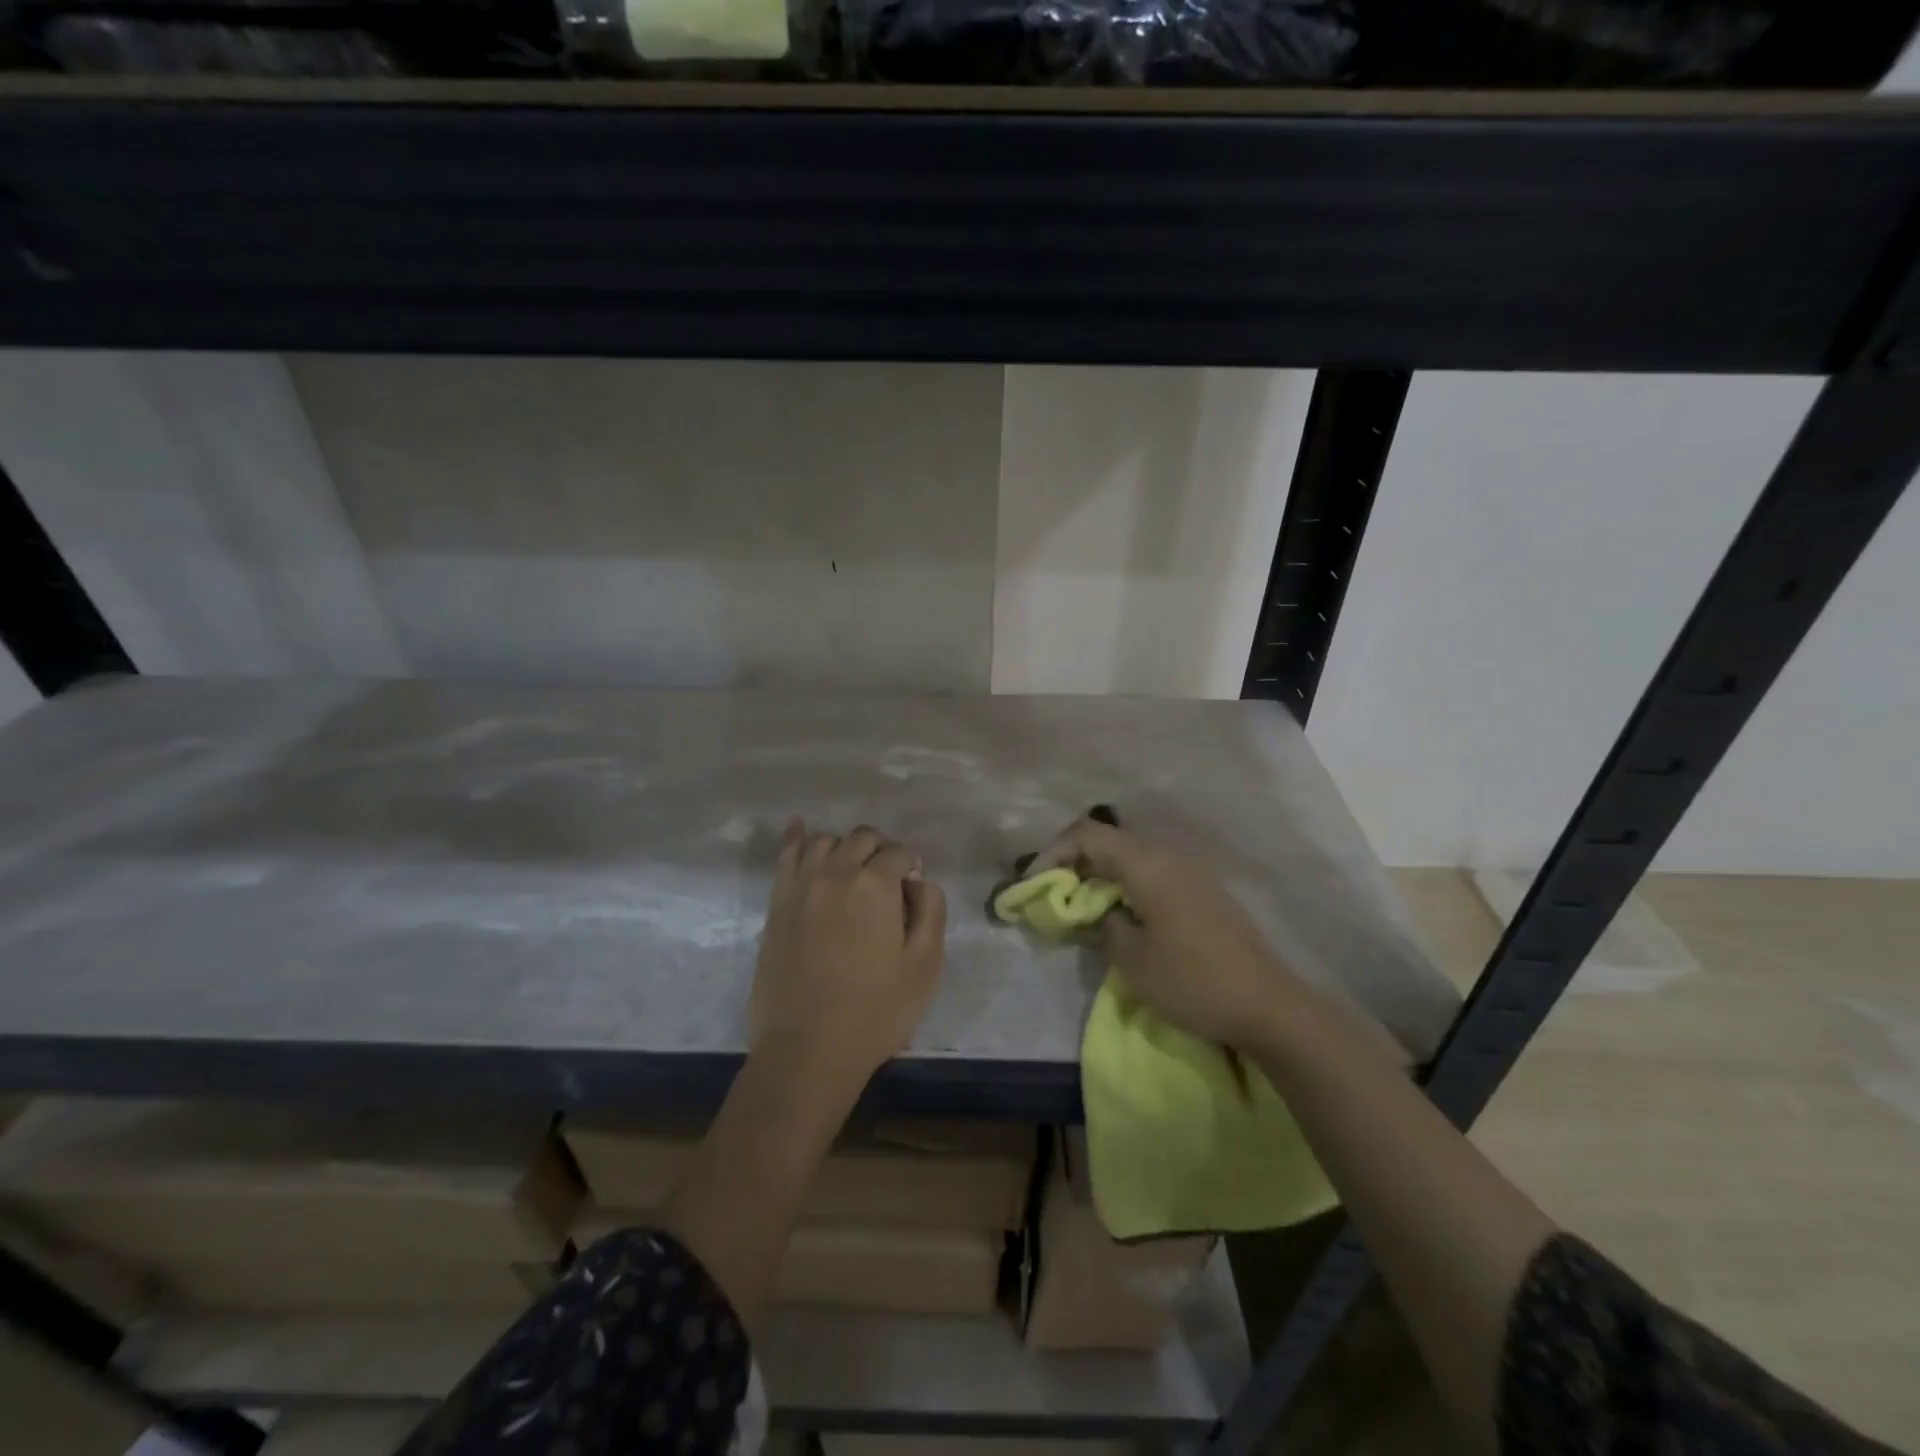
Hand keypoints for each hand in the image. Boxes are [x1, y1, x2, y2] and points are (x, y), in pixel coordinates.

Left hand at [750, 821, 948, 1094]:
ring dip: (846, 847)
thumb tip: (918, 881)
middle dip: (882, 851)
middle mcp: (835, 873)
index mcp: (874, 884)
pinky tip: (800, 828)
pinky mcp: (776, 905)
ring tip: (854, 870)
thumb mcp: (925, 964)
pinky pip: (785, 856)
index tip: (913, 891)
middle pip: (863, 839)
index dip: (912, 866)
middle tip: (890, 880)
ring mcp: (799, 886)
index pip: (899, 853)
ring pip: (825, 842)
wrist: (807, 1050)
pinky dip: (796, 838)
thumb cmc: (876, 1011)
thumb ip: (931, 910)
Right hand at [1032, 817, 1298, 1051]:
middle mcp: (1169, 856)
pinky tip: (1121, 914)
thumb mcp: (1132, 959)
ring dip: (1101, 874)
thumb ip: (1103, 924)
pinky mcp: (1204, 892)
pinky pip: (1153, 873)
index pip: (1088, 835)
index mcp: (1148, 864)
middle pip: (1109, 840)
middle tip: (1052, 893)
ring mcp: (1191, 872)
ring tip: (1081, 905)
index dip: (1053, 852)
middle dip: (1074, 862)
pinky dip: (1126, 884)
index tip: (1033, 883)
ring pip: (1132, 856)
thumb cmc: (1193, 981)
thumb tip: (1099, 911)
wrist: (1269, 1006)